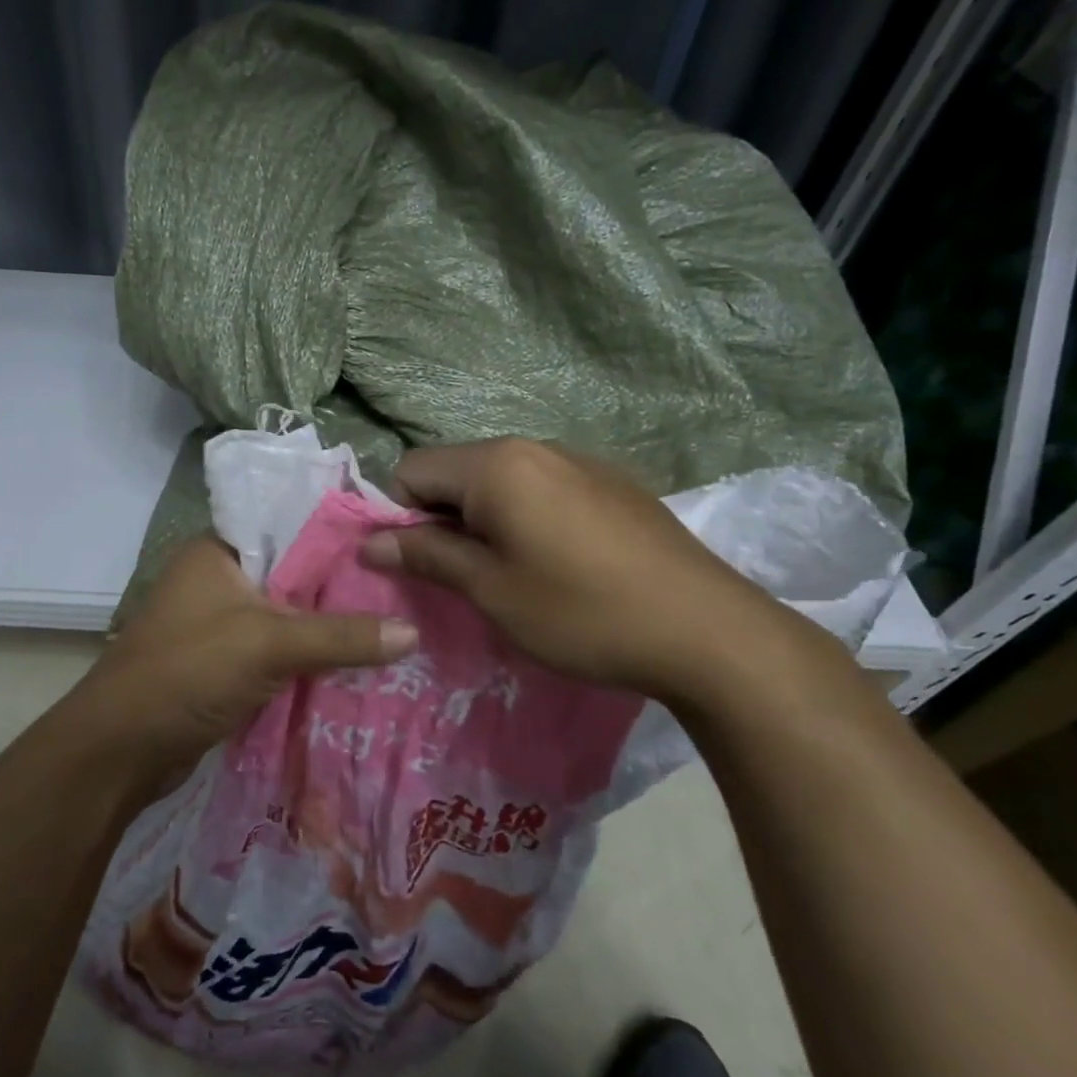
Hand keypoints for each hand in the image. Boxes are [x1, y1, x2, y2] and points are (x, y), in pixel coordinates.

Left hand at [63, 536, 416, 781]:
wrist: (120, 750)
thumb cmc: (189, 672)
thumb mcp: (269, 644)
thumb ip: (341, 636)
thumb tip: (413, 632)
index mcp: (220, 550)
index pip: (291, 525)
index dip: (341, 535)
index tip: (394, 544)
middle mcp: (220, 579)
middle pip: (295, 575)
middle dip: (343, 588)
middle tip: (407, 590)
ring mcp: (221, 623)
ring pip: (289, 616)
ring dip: (329, 627)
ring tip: (397, 624)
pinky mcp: (226, 663)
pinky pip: (279, 650)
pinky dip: (310, 657)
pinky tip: (358, 664)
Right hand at [359, 439, 795, 706]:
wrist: (707, 630)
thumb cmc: (582, 612)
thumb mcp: (491, 589)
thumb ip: (426, 555)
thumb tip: (369, 541)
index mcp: (497, 464)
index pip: (412, 470)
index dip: (403, 517)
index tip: (428, 565)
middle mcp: (535, 446)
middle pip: (456, 471)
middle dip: (445, 518)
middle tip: (469, 576)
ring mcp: (579, 460)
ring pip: (500, 480)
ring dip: (486, 520)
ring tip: (517, 573)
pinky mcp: (612, 481)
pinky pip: (543, 487)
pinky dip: (528, 517)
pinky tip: (563, 563)